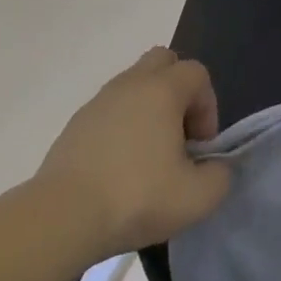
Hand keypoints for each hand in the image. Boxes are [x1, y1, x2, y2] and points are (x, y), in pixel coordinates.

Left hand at [30, 48, 232, 260]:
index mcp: (163, 89)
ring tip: (148, 157)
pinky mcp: (75, 125)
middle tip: (177, 135)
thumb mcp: (196, 198)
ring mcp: (99, 101)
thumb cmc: (136, 197)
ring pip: (133, 86)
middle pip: (163, 62)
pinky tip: (118, 169)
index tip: (200, 147)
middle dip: (177, 92)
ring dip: (148, 110)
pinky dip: (121, 128)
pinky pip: (109, 111)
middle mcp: (131, 83)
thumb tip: (216, 168)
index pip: (197, 74)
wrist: (61, 218)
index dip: (208, 106)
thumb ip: (219, 177)